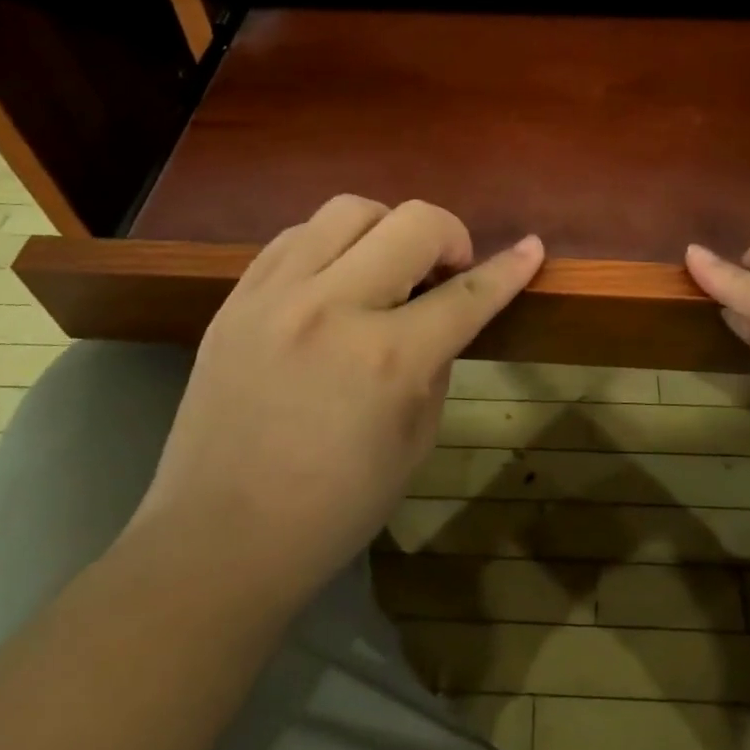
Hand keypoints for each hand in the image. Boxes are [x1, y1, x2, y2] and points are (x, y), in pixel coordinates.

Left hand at [133, 196, 543, 599]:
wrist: (217, 540)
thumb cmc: (333, 507)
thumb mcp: (415, 441)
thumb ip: (435, 362)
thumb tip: (440, 312)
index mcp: (388, 358)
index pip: (468, 293)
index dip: (510, 268)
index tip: (533, 247)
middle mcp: (333, 308)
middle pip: (413, 221)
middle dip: (449, 235)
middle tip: (446, 270)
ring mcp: (276, 295)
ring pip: (349, 209)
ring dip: (387, 228)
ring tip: (386, 266)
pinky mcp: (237, 298)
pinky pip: (295, 235)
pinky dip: (330, 243)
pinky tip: (333, 277)